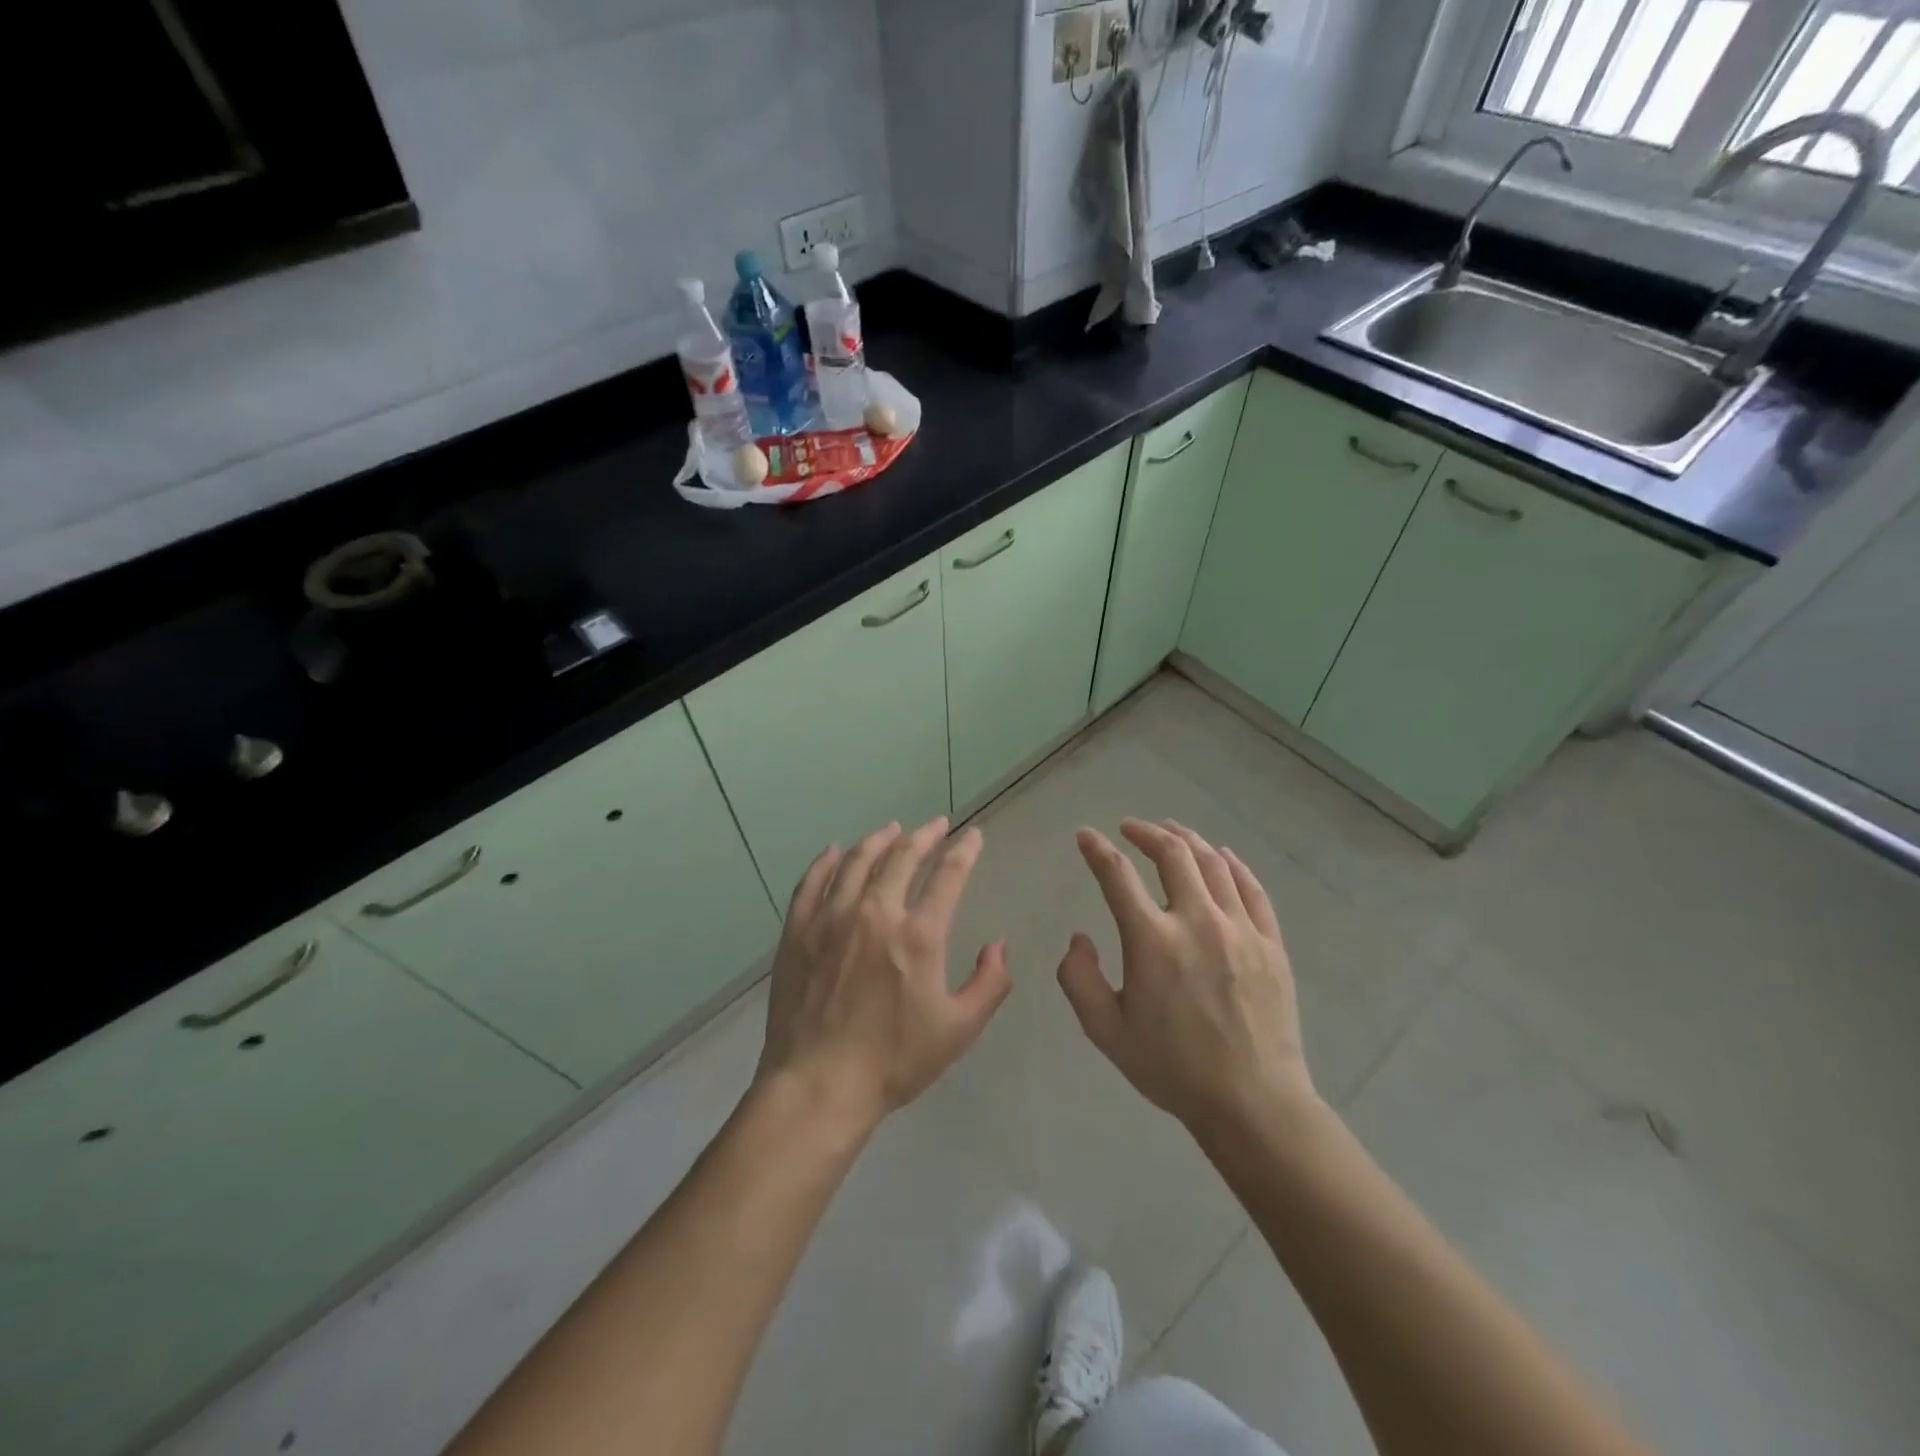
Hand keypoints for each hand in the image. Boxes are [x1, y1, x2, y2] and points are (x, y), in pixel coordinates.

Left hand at [755, 818, 1010, 1133]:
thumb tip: (998, 946)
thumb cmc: (894, 1060)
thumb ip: (989, 983)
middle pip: (902, 856)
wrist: (819, 1084)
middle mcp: (875, 912)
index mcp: (918, 934)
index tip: (973, 836)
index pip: (948, 875)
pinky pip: (812, 882)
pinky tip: (834, 851)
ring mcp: (831, 918)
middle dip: (924, 835)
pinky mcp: (798, 931)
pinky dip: (826, 861)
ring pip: (857, 861)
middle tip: (936, 825)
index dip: (964, 851)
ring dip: (878, 839)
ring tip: (892, 829)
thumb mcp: (959, 1029)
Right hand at [1057, 819, 1316, 1137]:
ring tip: (1170, 830)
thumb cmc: (1172, 1068)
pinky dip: (1233, 864)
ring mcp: (1239, 928)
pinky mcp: (1270, 942)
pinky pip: (1251, 888)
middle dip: (1145, 832)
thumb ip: (1079, 979)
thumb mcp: (1106, 1032)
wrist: (1252, 1102)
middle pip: (1171, 854)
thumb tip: (1079, 937)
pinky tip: (1222, 856)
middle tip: (1130, 828)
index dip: (1097, 850)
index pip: (1117, 875)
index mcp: (1152, 941)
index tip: (1085, 836)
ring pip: (1213, 863)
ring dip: (1187, 839)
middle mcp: (1196, 921)